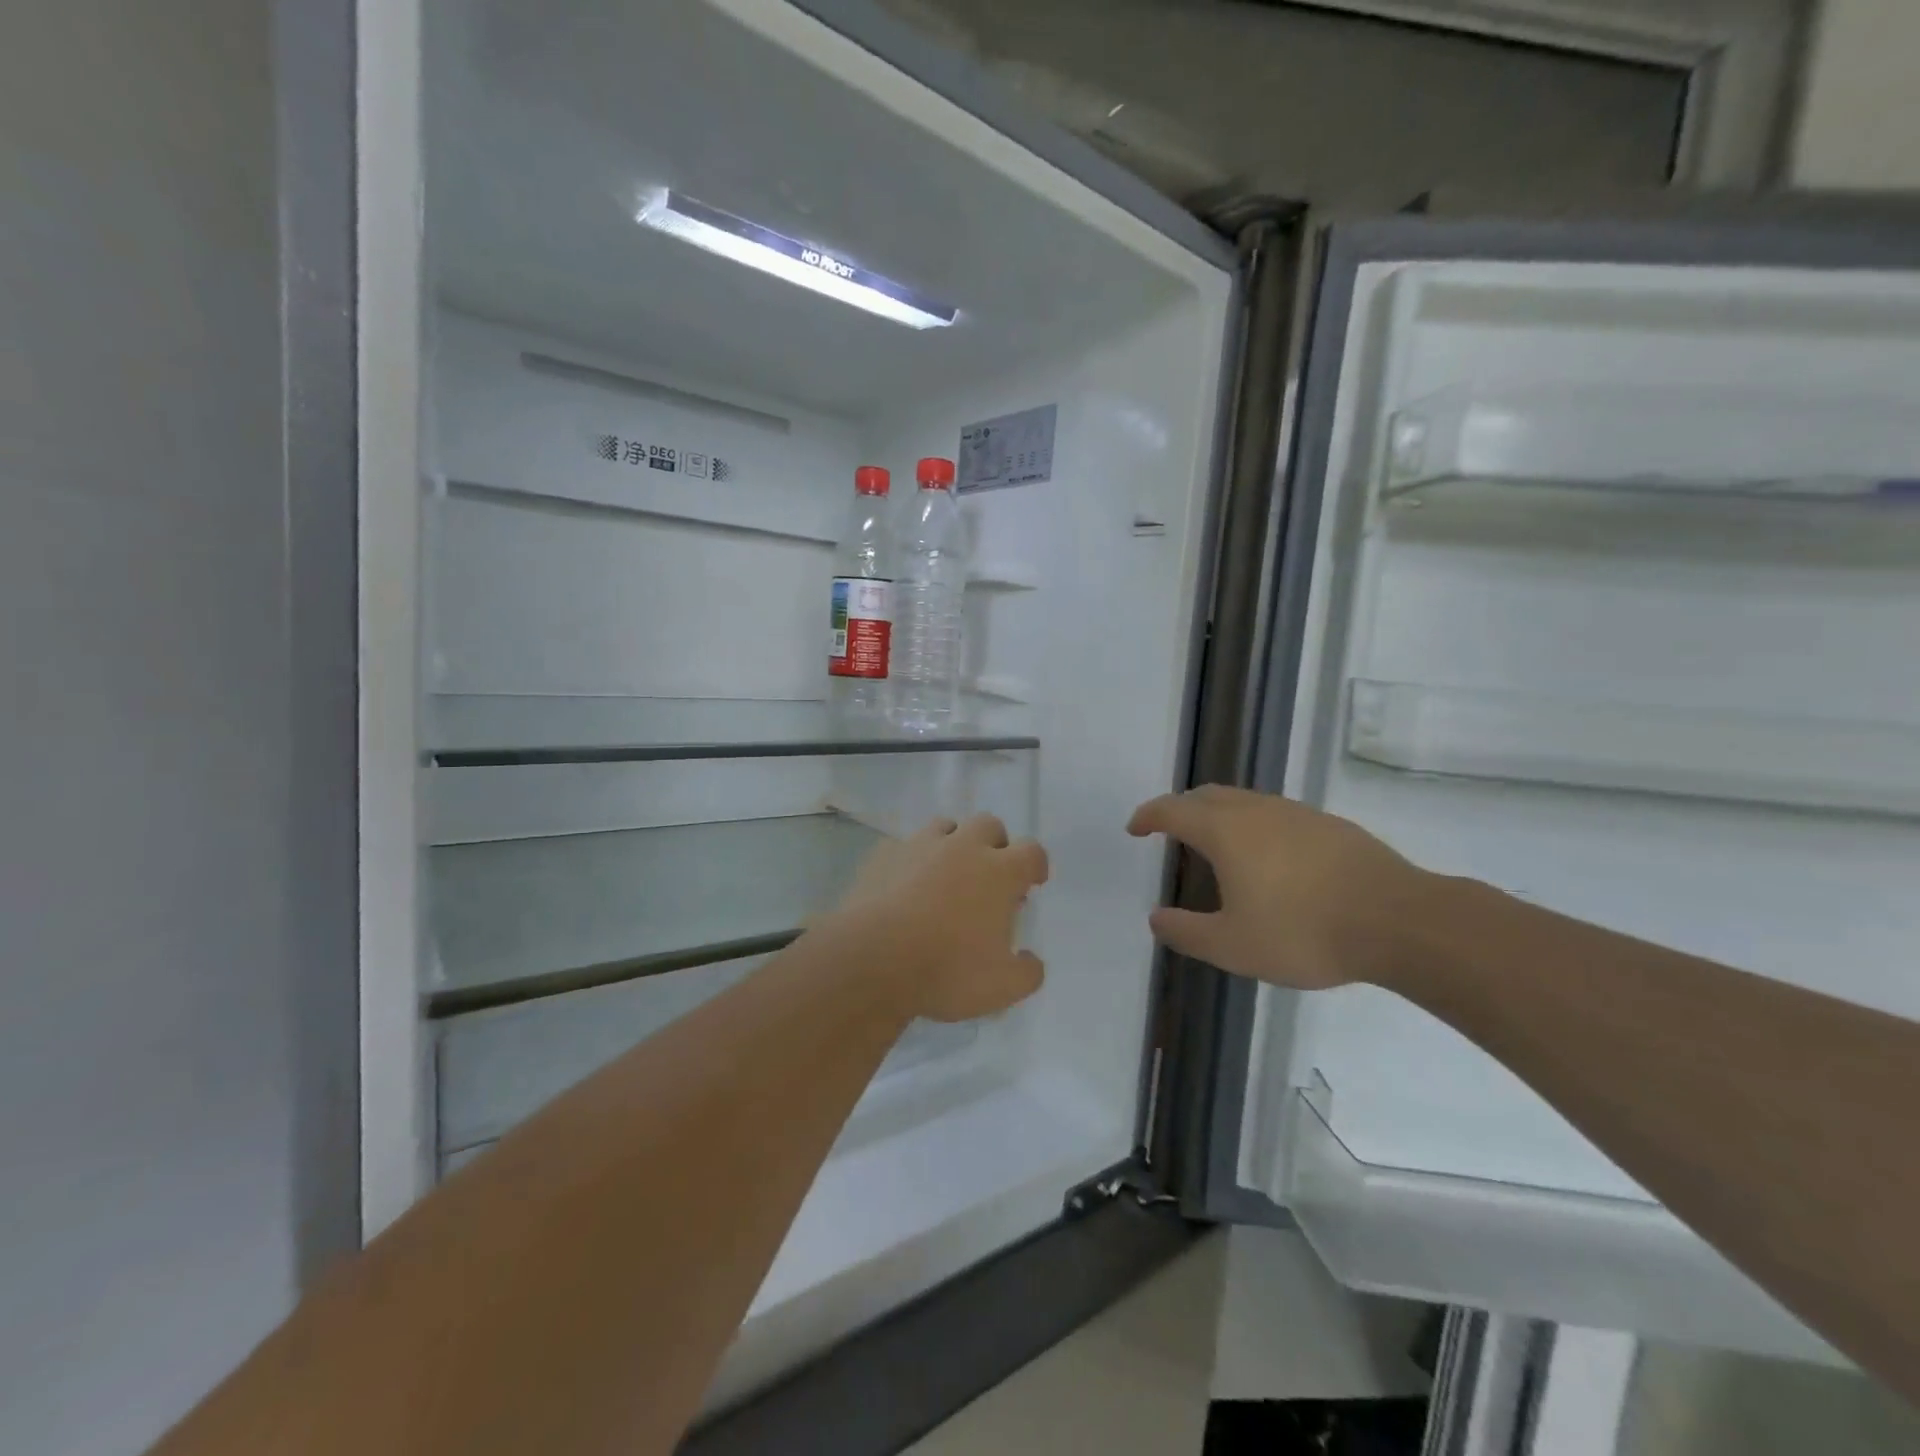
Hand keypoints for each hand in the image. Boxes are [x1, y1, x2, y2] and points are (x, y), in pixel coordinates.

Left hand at [824, 815, 1048, 1022]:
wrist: (872, 959)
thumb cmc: (946, 970)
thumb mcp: (1002, 987)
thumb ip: (1027, 973)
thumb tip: (1031, 961)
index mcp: (998, 872)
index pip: (1031, 851)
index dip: (1035, 864)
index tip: (1032, 882)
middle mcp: (962, 847)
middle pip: (989, 825)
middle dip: (995, 844)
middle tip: (989, 875)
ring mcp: (919, 846)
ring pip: (945, 826)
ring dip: (952, 844)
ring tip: (946, 876)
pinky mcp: (883, 854)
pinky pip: (903, 846)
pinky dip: (911, 861)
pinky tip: (904, 885)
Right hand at [1126, 786, 1432, 989]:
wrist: (1399, 920)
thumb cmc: (1304, 932)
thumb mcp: (1232, 946)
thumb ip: (1186, 932)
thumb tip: (1156, 917)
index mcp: (1225, 831)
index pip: (1173, 810)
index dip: (1148, 816)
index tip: (1135, 828)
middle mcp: (1256, 810)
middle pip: (1206, 796)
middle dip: (1180, 809)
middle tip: (1169, 832)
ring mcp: (1296, 813)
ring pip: (1243, 800)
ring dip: (1218, 814)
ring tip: (1215, 845)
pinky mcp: (1329, 825)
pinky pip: (1274, 813)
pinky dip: (1252, 824)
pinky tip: (1267, 858)